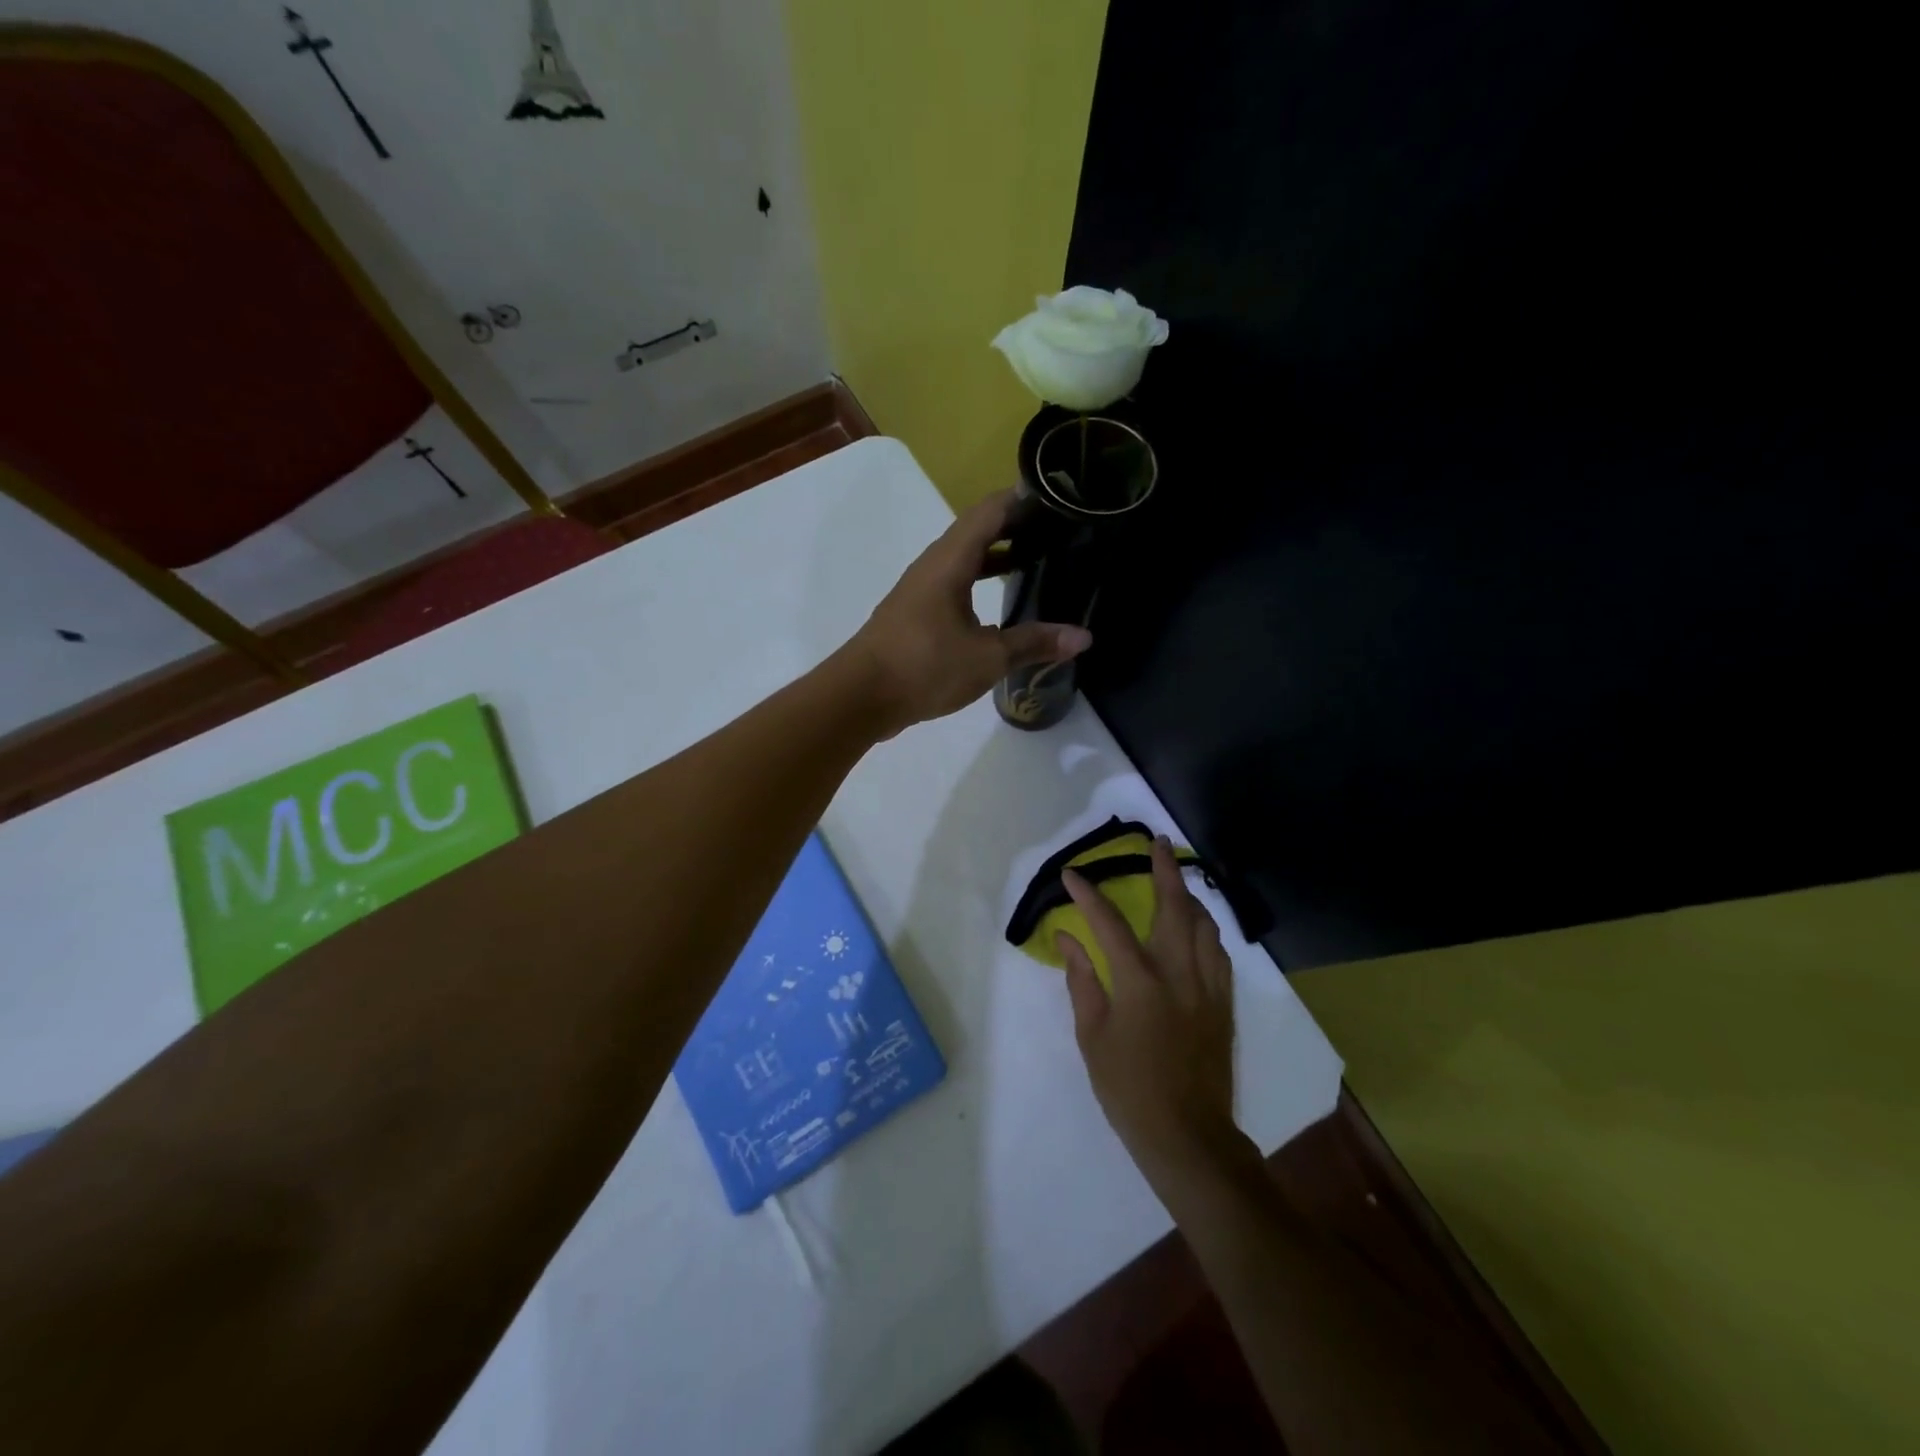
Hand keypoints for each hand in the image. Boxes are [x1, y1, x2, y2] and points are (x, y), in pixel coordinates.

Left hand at [842, 489, 1091, 736]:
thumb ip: (1034, 643)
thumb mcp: (987, 657)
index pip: (991, 510)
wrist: (860, 697)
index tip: (1060, 498)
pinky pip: (954, 583)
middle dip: (1017, 526)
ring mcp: (921, 589)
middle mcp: (934, 565)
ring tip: (1038, 561)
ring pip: (965, 559)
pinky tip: (1000, 606)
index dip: (1024, 499)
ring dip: (998, 555)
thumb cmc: (924, 666)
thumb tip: (1083, 637)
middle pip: (978, 530)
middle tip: (1059, 531)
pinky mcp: (915, 614)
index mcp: (950, 561)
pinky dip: (981, 582)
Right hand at [1056, 836, 1251, 1189]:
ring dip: (1190, 897)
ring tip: (1178, 882)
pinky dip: (1206, 930)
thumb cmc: (1128, 1088)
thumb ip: (1082, 980)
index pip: (1109, 923)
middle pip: (1175, 907)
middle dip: (1165, 869)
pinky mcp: (1224, 1005)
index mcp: (1139, 981)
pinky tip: (1198, 930)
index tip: (1073, 874)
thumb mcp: (1092, 1035)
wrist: (1187, 1135)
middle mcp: (1178, 973)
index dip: (1088, 895)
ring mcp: (1208, 987)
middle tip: (1158, 842)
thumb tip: (1068, 938)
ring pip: (1205, 926)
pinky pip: (1219, 954)